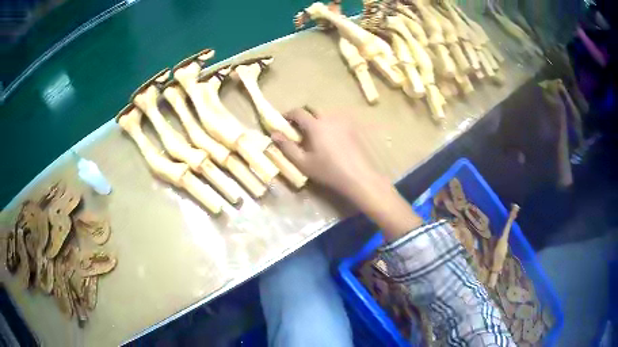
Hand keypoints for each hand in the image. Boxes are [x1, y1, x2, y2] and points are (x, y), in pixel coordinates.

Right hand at [271, 107, 381, 199]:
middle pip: (312, 109)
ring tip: (315, 135)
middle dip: (303, 116)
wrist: (358, 176)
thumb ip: (287, 147)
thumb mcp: (303, 162)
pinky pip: (337, 120)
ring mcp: (343, 121)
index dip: (288, 115)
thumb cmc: (328, 171)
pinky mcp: (352, 128)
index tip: (283, 122)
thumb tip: (273, 134)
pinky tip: (331, 139)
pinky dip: (329, 124)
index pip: (298, 112)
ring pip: (325, 114)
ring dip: (317, 119)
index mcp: (315, 125)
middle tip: (298, 129)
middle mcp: (329, 118)